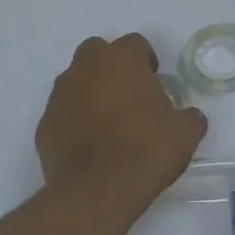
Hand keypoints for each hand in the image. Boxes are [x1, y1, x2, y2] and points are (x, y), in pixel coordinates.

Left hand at [36, 34, 207, 208]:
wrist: (97, 190)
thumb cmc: (145, 150)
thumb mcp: (185, 134)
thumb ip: (189, 117)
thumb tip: (190, 116)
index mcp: (121, 60)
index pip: (135, 44)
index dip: (146, 61)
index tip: (154, 83)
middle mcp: (85, 68)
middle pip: (97, 52)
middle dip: (111, 67)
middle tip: (129, 95)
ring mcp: (60, 95)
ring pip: (76, 80)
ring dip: (91, 92)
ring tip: (109, 122)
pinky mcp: (45, 124)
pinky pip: (63, 112)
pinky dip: (75, 120)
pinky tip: (90, 144)